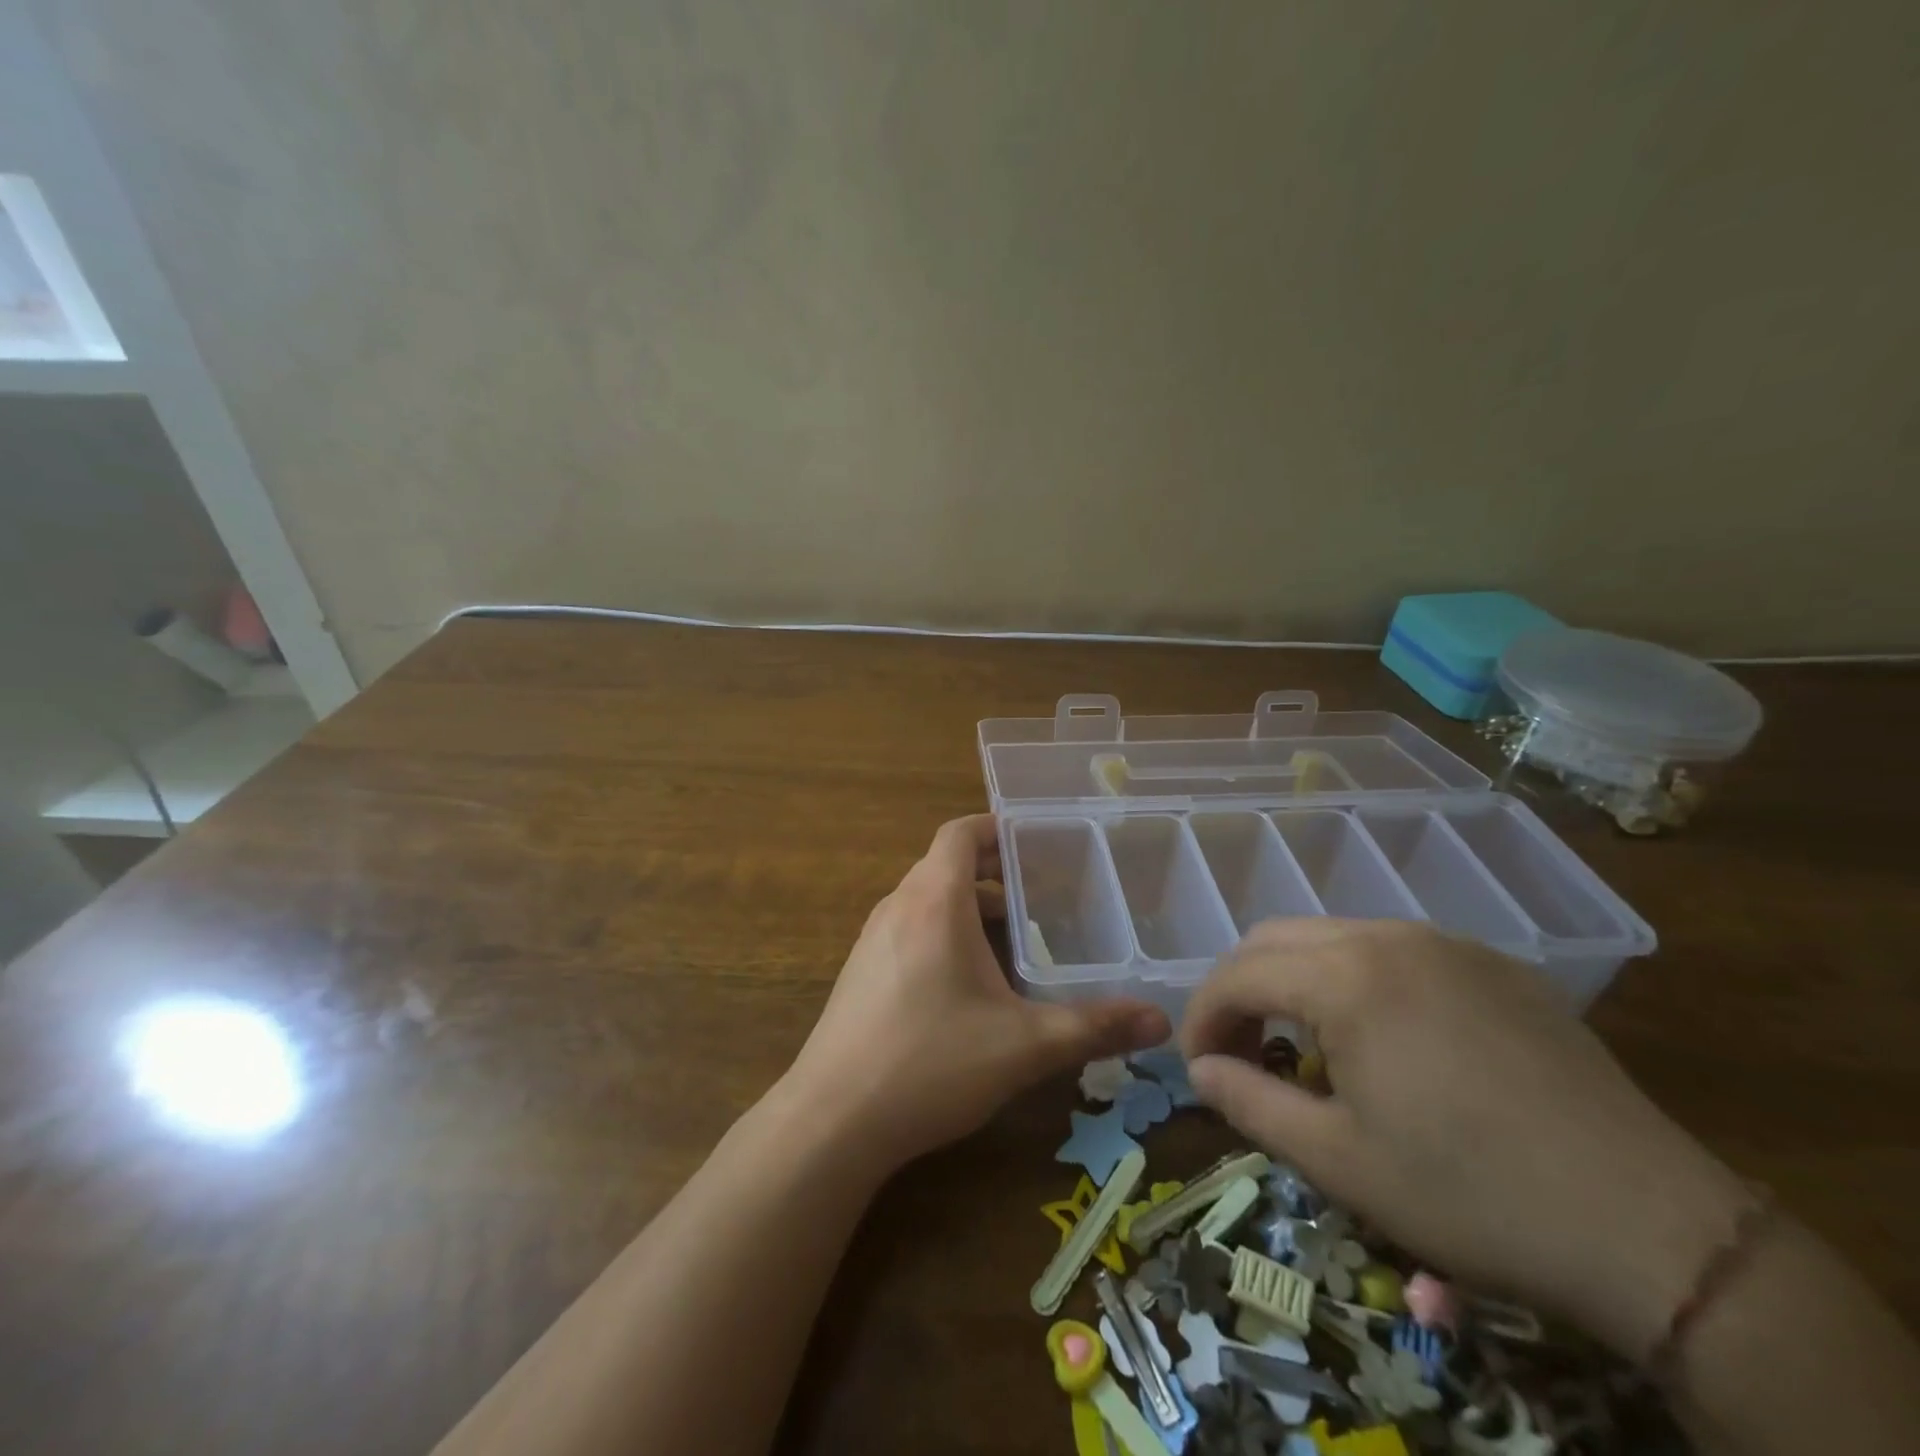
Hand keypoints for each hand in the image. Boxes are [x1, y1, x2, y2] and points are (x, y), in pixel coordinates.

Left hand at [784, 815, 1170, 1172]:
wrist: (831, 1121)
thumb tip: (1160, 1020)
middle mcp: (898, 907)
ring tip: (1014, 935)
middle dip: (993, 871)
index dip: (996, 827)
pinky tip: (969, 982)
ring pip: (926, 899)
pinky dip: (943, 932)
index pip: (960, 833)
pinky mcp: (860, 972)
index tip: (1036, 840)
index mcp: (934, 901)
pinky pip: (909, 929)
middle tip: (1043, 891)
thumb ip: (1093, 1027)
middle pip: (945, 864)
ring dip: (968, 905)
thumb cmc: (930, 1063)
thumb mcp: (1022, 1045)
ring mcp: (872, 940)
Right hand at [1179, 919, 1752, 1358]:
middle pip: (1276, 939)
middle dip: (1240, 989)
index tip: (1197, 1067)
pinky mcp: (1494, 965)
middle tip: (1240, 1050)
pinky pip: (1394, 950)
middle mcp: (1389, 937)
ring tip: (1305, 1045)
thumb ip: (1249, 1102)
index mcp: (1345, 978)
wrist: (1652, 1228)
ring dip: (1295, 980)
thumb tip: (1198, 1069)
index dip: (1202, 1017)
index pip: (1237, 974)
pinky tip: (1383, 1038)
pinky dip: (1355, 979)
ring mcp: (1447, 943)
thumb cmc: (1472, 1196)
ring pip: (1333, 936)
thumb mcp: (1339, 1161)